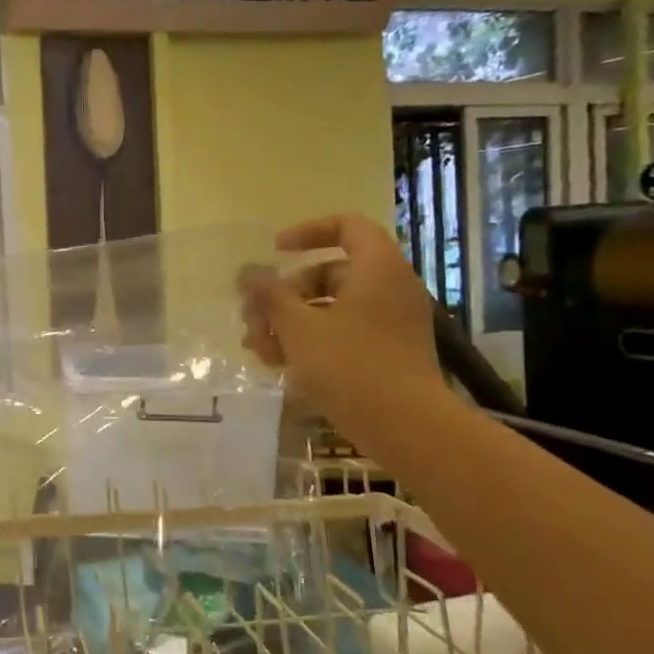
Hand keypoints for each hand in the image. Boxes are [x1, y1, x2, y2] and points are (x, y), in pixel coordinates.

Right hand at [239, 214, 442, 418]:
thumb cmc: (350, 365)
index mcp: (377, 269)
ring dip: (290, 323)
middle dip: (284, 295)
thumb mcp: (298, 328)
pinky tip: (280, 366)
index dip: (308, 232)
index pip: (347, 227)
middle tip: (253, 319)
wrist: (406, 427)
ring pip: (330, 309)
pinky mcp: (387, 353)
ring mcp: (390, 323)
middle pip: (329, 274)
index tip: (276, 251)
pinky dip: (311, 342)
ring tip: (258, 351)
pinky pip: (343, 333)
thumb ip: (270, 296)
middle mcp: (389, 288)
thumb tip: (248, 273)